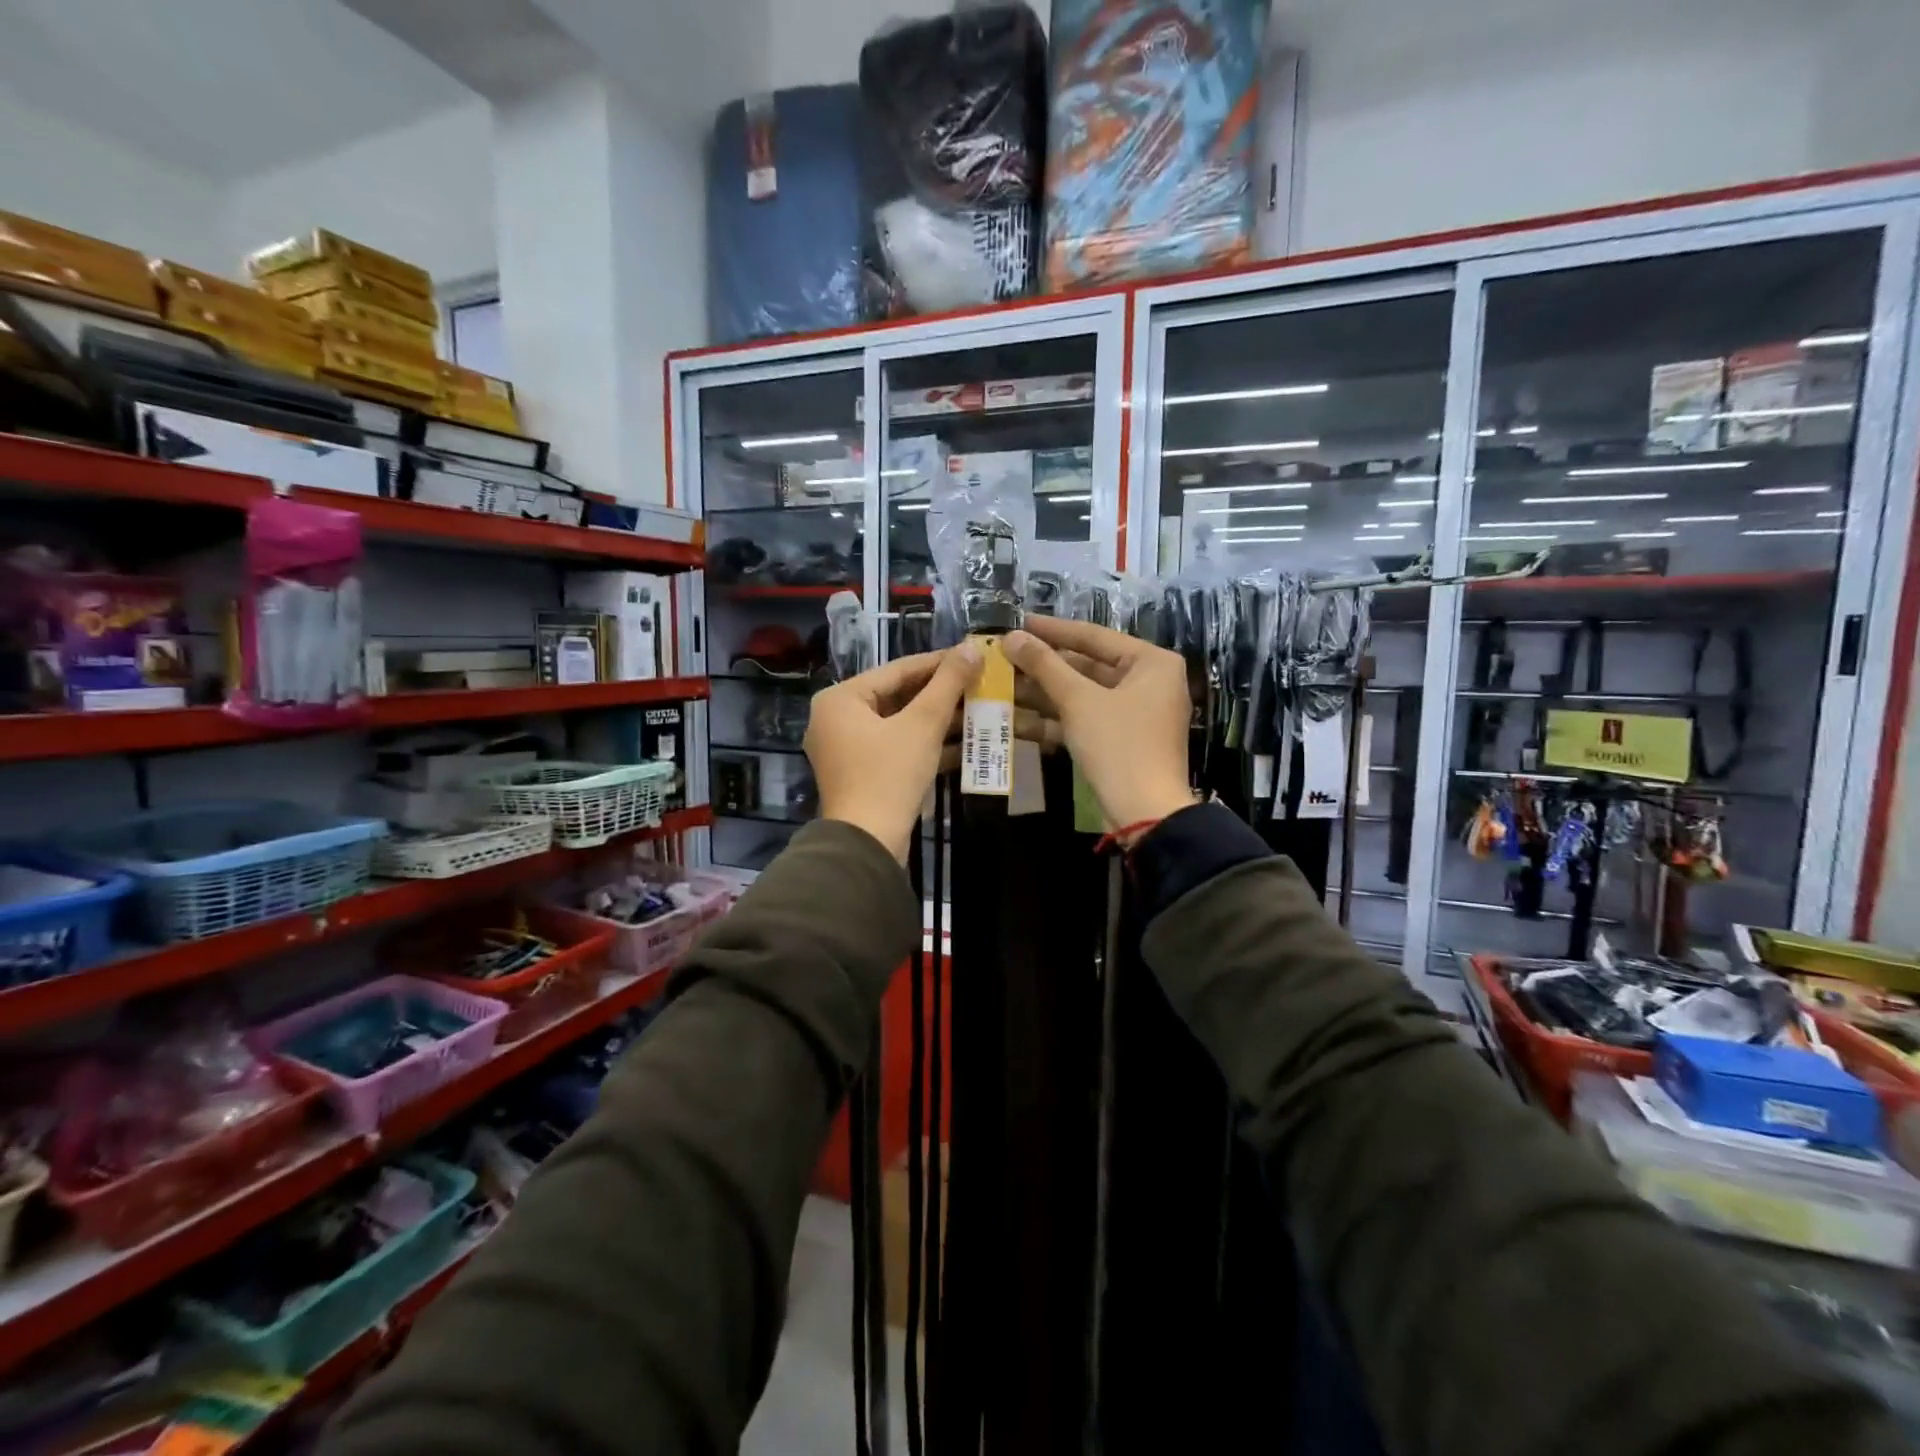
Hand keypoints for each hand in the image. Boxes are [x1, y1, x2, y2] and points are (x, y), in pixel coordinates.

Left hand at [807, 645, 981, 860]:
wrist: (868, 843)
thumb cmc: (890, 775)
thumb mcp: (923, 724)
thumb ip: (948, 683)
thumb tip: (972, 647)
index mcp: (841, 699)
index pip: (897, 670)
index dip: (939, 662)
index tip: (973, 656)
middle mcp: (837, 719)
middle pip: (898, 696)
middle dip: (941, 694)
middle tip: (980, 683)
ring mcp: (847, 749)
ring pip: (900, 724)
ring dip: (939, 720)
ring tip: (979, 710)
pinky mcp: (862, 774)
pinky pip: (897, 747)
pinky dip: (926, 744)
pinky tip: (965, 743)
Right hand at [1002, 618, 1195, 832]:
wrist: (1145, 813)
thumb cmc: (1118, 745)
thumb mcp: (1078, 701)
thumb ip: (1045, 665)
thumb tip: (1012, 637)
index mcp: (1152, 662)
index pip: (1094, 636)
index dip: (1052, 630)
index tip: (1018, 622)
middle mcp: (1149, 682)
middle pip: (1087, 666)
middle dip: (1044, 667)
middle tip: (1004, 657)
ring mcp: (1136, 714)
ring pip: (1082, 695)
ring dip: (1043, 694)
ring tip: (1001, 685)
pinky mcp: (1121, 741)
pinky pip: (1085, 719)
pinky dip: (1054, 719)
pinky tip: (1014, 719)